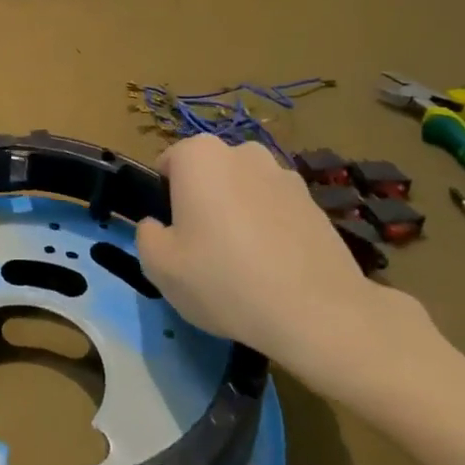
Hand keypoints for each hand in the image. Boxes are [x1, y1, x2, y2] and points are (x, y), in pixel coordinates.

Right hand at [134, 136, 443, 407]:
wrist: (317, 312)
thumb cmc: (224, 280)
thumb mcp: (159, 266)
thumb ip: (146, 235)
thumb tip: (158, 226)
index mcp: (199, 156)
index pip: (167, 165)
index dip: (163, 201)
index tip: (172, 236)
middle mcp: (242, 152)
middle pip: (207, 175)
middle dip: (201, 203)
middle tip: (203, 252)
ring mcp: (283, 174)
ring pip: (243, 191)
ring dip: (237, 215)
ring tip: (242, 265)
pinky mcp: (313, 202)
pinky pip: (275, 210)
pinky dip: (269, 229)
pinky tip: (273, 269)